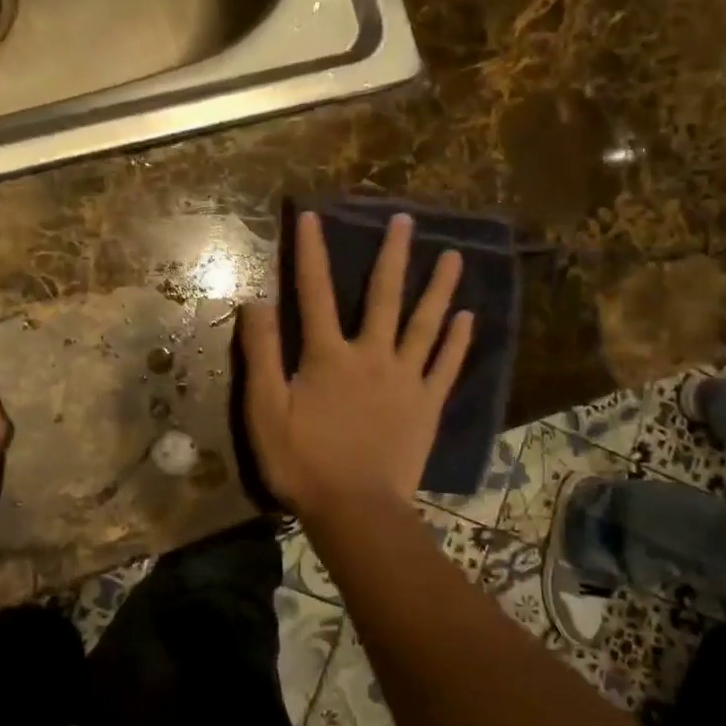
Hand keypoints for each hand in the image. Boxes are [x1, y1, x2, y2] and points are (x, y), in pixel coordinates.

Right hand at [239, 211, 472, 517]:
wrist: (356, 510)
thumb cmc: (303, 462)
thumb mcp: (265, 410)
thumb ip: (260, 355)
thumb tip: (256, 302)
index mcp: (328, 356)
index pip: (314, 292)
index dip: (311, 252)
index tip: (312, 216)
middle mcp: (371, 355)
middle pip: (382, 296)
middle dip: (392, 255)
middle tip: (405, 220)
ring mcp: (405, 379)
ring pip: (425, 324)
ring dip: (439, 288)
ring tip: (455, 256)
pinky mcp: (427, 405)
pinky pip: (446, 366)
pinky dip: (458, 341)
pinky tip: (469, 318)